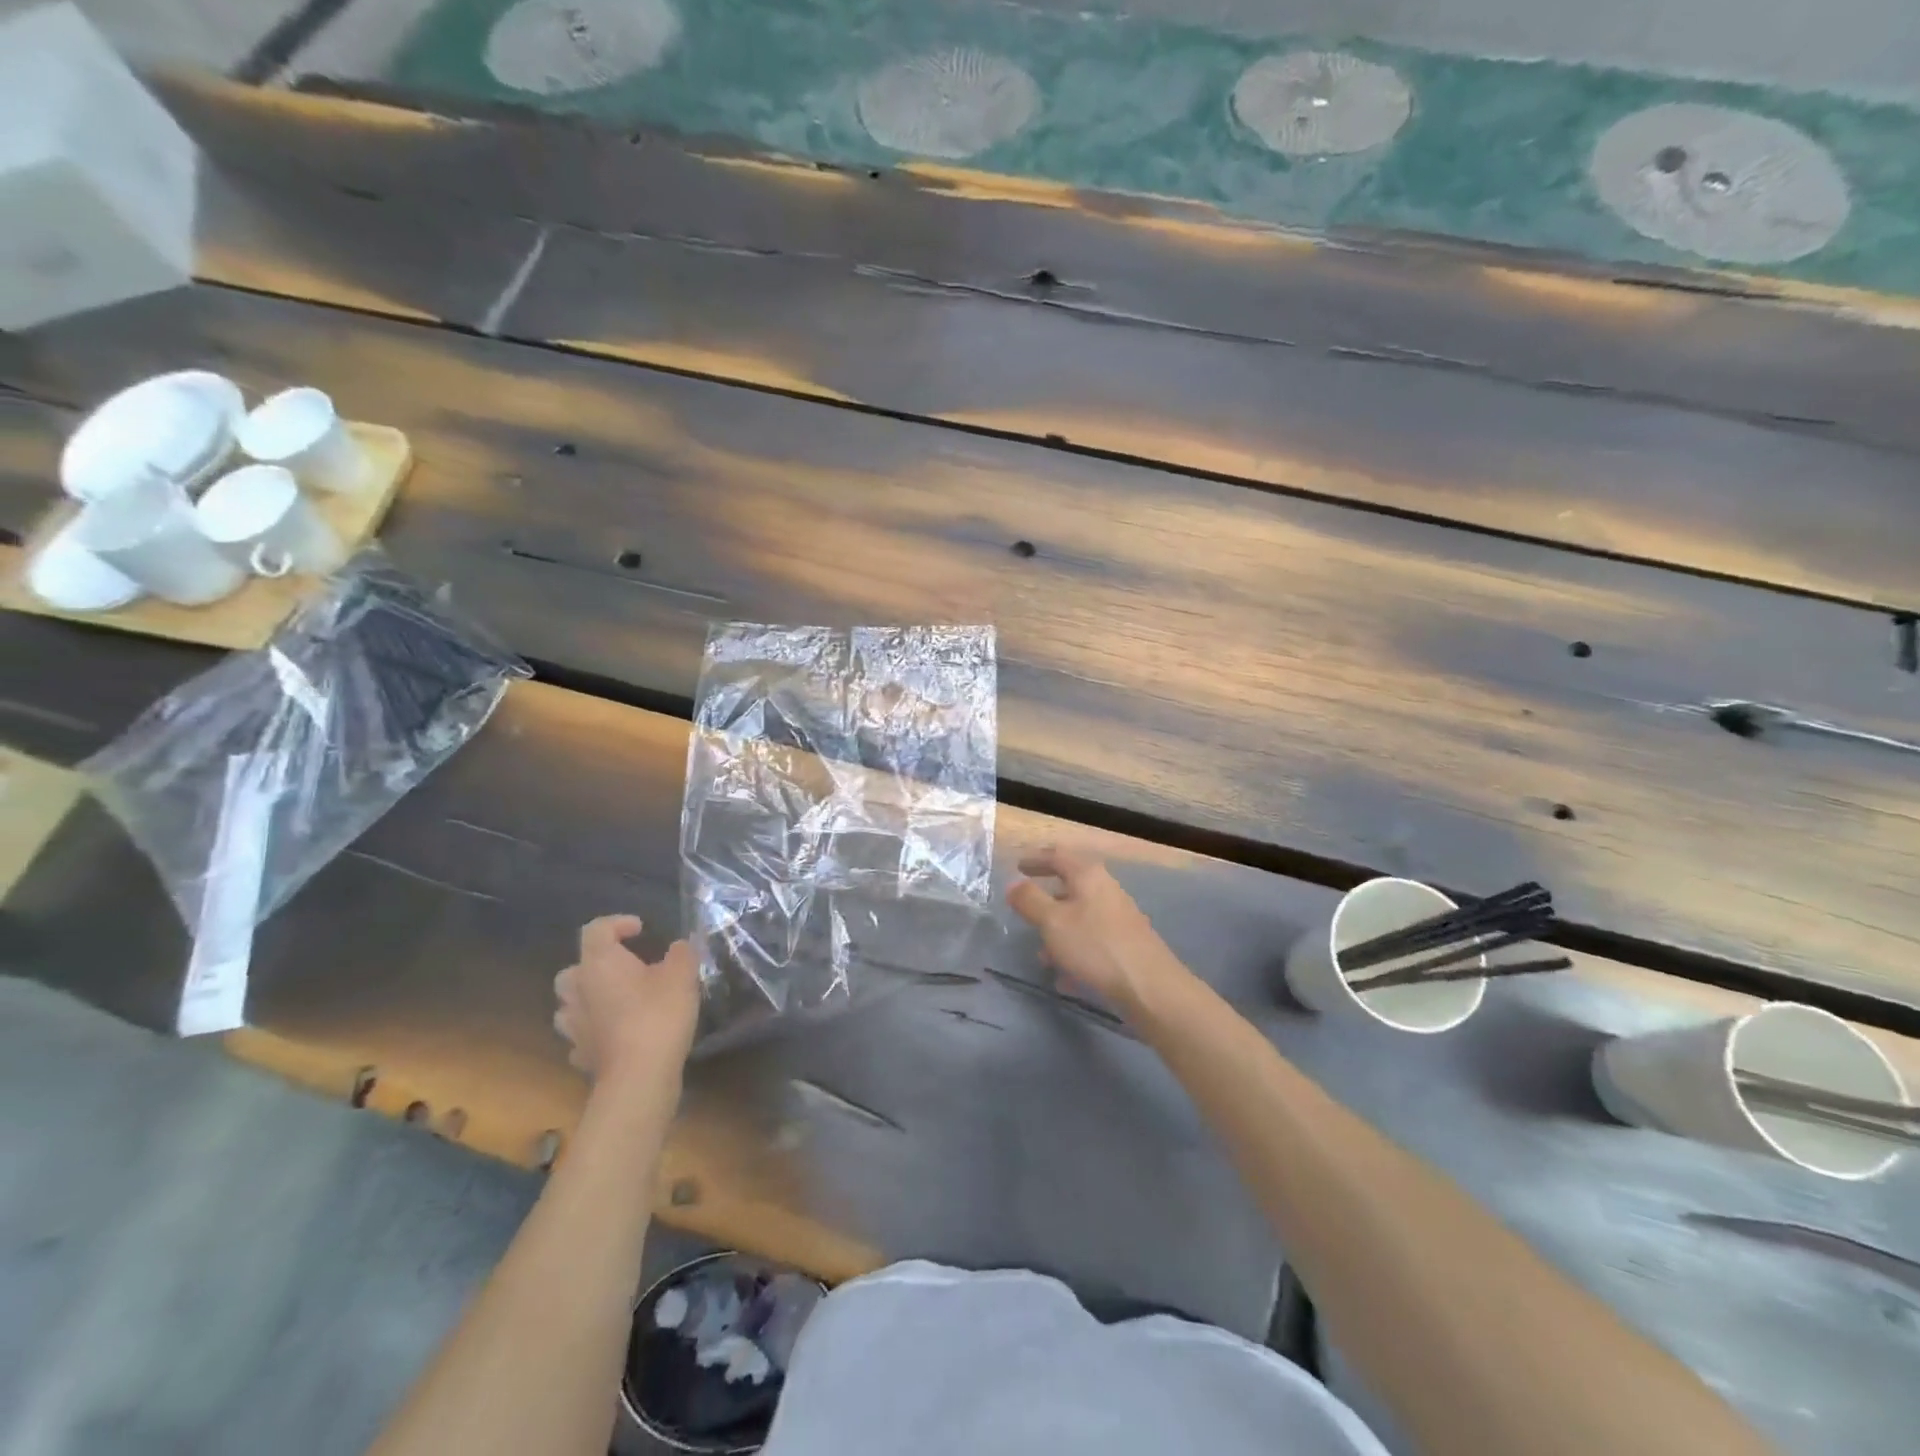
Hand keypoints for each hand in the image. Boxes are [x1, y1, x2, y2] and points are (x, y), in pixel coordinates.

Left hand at [554, 917, 701, 1087]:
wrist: (639, 1076)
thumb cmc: (658, 1014)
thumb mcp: (682, 975)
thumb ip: (681, 953)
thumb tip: (679, 946)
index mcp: (599, 963)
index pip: (596, 929)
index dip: (617, 923)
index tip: (641, 930)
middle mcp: (578, 990)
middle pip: (575, 968)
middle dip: (597, 964)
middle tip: (625, 968)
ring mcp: (574, 1025)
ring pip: (571, 1002)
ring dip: (590, 997)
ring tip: (617, 1001)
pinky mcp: (580, 1054)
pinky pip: (581, 1033)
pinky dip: (595, 1028)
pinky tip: (615, 1033)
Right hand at [1007, 847, 1191, 1016]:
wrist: (1149, 987)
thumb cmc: (1095, 946)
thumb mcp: (1053, 922)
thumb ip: (1030, 900)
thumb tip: (1013, 883)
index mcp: (1088, 876)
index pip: (1058, 855)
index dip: (1036, 858)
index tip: (1018, 866)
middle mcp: (1106, 890)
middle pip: (1071, 886)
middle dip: (1046, 900)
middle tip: (1025, 911)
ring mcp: (1119, 918)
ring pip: (1080, 917)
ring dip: (1058, 932)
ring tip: (1041, 957)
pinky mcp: (1126, 944)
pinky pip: (1092, 941)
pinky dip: (1074, 953)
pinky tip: (1065, 979)